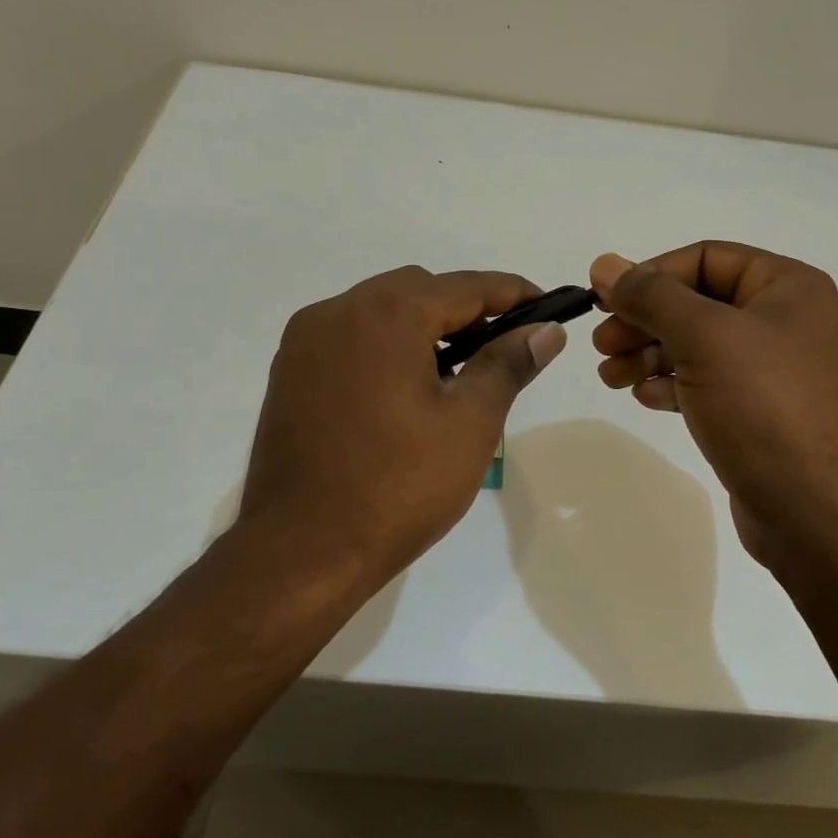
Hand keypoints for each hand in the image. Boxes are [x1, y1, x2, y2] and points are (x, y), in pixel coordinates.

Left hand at [237, 266, 566, 597]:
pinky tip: (406, 390)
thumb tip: (546, 330)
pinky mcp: (289, 374)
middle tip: (503, 347)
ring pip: (380, 311)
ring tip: (457, 374)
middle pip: (418, 290)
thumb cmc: (399, 486)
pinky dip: (386, 346)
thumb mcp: (471, 422)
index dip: (513, 293)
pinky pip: (350, 338)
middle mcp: (338, 312)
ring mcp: (305, 343)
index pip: (465, 286)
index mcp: (386, 315)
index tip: (548, 306)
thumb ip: (509, 363)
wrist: (302, 551)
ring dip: (423, 327)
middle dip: (466, 309)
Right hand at [588, 244, 837, 573]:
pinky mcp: (760, 412)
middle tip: (602, 344)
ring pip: (699, 346)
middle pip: (699, 303)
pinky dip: (673, 385)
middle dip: (645, 321)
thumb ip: (651, 296)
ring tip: (611, 377)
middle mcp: (786, 321)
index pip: (706, 258)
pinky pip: (708, 383)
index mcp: (788, 287)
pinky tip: (645, 398)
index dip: (651, 274)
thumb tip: (605, 264)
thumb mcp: (703, 337)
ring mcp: (774, 370)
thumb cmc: (762, 405)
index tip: (604, 299)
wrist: (810, 508)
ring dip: (650, 355)